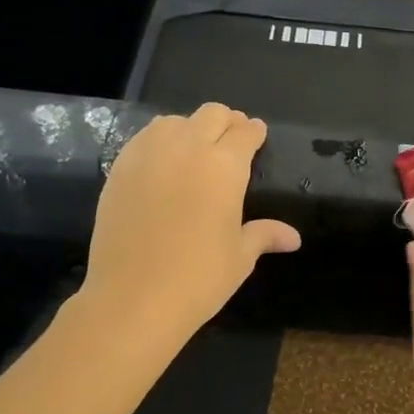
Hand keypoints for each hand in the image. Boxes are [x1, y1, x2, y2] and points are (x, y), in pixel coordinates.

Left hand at [82, 103, 299, 341]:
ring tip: (194, 148)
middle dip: (226, 122)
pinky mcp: (119, 169)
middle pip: (211, 115)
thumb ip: (264, 235)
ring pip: (174, 121)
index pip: (245, 133)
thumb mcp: (240, 257)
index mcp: (225, 167)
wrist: (133, 298)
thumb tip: (293, 238)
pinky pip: (143, 139)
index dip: (254, 132)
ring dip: (190, 127)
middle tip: (231, 139)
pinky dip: (159, 141)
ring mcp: (149, 155)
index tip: (257, 134)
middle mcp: (188, 149)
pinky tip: (161, 162)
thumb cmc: (198, 278)